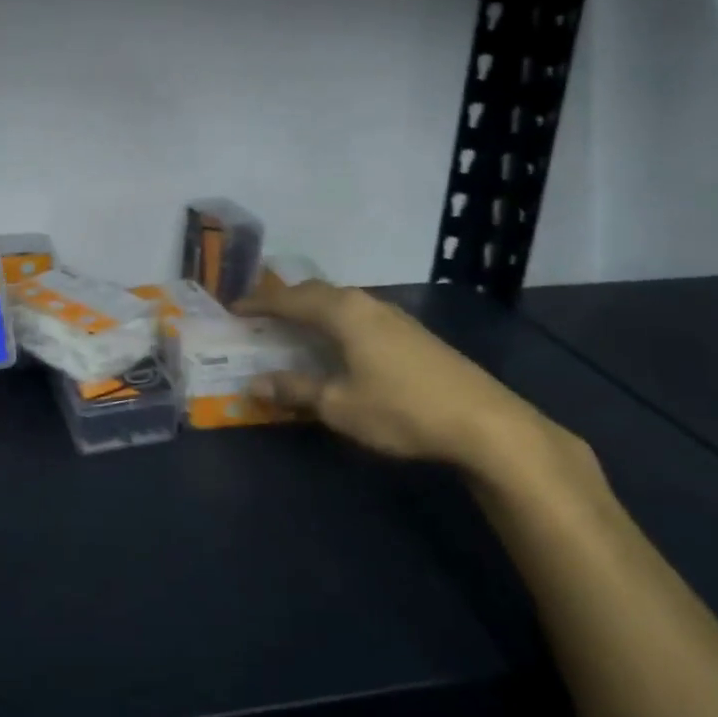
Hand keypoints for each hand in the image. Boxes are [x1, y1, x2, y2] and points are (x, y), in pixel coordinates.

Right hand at [232, 281, 580, 480]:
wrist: (484, 422)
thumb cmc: (401, 409)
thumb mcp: (339, 405)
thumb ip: (295, 390)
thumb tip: (255, 383)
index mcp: (343, 313)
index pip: (290, 300)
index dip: (259, 304)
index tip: (233, 308)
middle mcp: (366, 304)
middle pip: (316, 293)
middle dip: (285, 301)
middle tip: (260, 314)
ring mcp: (394, 316)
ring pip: (341, 302)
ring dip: (313, 310)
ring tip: (294, 326)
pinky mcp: (412, 333)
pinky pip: (359, 315)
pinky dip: (336, 322)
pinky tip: (338, 343)